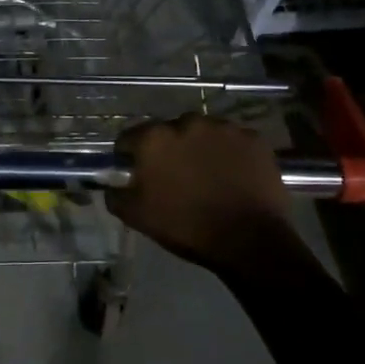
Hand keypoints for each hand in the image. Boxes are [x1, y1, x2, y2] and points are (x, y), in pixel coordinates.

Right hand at [107, 113, 294, 269]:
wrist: (249, 241)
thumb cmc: (186, 227)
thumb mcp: (137, 217)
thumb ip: (116, 195)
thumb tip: (112, 185)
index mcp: (154, 139)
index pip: (130, 137)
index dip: (130, 155)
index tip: (136, 172)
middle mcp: (187, 122)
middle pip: (169, 131)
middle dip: (168, 149)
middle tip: (175, 176)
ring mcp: (224, 128)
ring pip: (202, 133)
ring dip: (199, 148)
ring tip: (207, 175)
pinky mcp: (253, 138)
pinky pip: (232, 141)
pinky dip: (229, 153)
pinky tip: (232, 176)